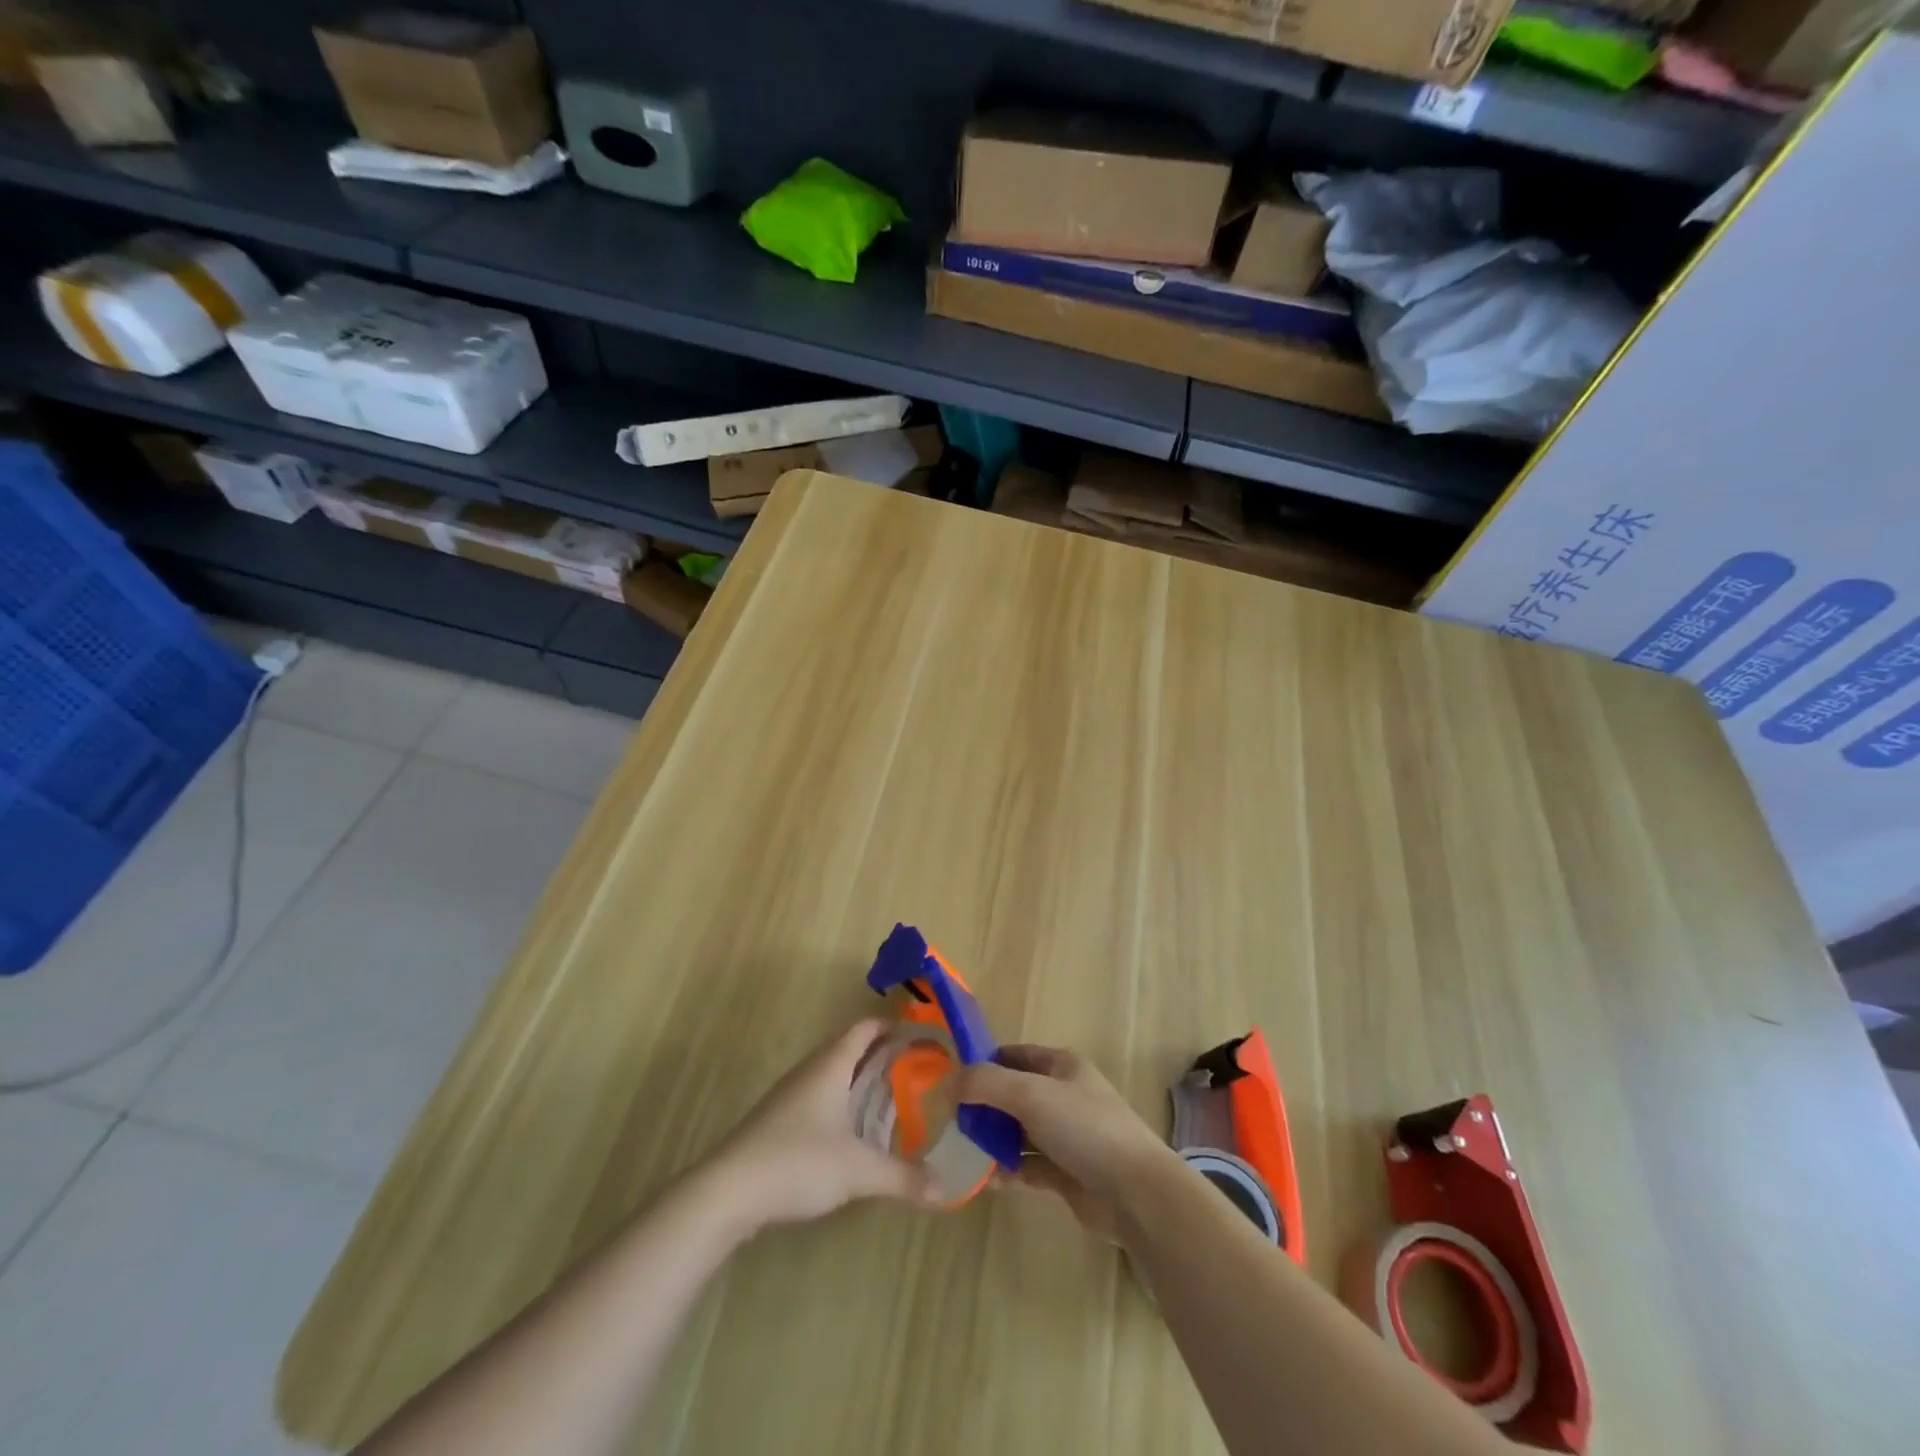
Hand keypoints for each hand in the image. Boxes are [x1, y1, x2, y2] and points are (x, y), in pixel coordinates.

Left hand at [702, 1019, 941, 1233]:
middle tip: (915, 1068)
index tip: (920, 1034)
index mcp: (831, 1065)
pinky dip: (841, 1102)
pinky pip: (818, 1097)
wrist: (727, 1192)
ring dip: (859, 1079)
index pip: (864, 1028)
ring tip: (891, 1098)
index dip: (891, 1026)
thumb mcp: (858, 1171)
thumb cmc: (797, 1162)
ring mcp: (789, 1095)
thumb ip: (903, 1177)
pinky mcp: (777, 1121)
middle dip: (881, 1054)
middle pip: (849, 1048)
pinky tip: (851, 1131)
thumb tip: (945, 1189)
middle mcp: (810, 1071)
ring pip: (831, 1074)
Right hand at [957, 1044, 1180, 1241]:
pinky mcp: (1067, 1174)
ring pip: (1020, 1132)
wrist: (1136, 1193)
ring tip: (962, 1150)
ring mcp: (1067, 1136)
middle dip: (985, 1105)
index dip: (985, 1062)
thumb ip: (986, 1084)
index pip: (1015, 1055)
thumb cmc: (1084, 1128)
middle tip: (951, 1120)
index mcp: (1062, 1066)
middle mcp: (1064, 1096)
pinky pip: (1028, 1166)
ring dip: (994, 1140)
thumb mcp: (1030, 1094)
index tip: (952, 1078)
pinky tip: (985, 1180)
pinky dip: (1008, 1170)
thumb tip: (948, 1082)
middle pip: (1015, 1094)